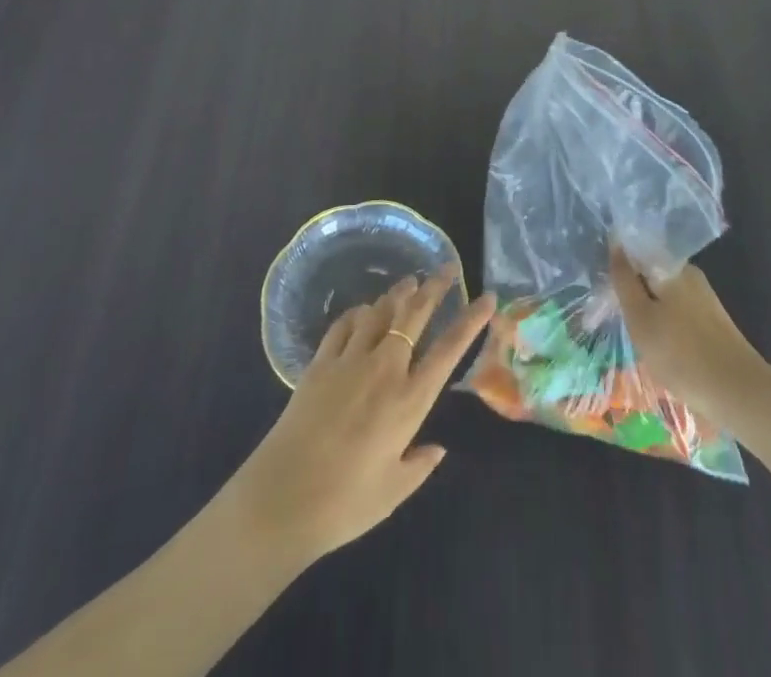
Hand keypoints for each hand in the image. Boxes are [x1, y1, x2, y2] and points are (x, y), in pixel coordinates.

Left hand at [227, 270, 496, 565]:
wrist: (281, 499)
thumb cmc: (344, 504)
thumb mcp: (393, 492)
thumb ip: (420, 465)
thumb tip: (438, 448)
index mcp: (409, 400)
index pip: (449, 349)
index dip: (472, 320)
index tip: (488, 298)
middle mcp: (384, 369)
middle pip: (414, 314)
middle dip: (434, 286)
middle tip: (448, 267)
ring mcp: (349, 360)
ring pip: (380, 311)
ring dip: (398, 293)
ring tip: (409, 282)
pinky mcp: (320, 363)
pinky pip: (344, 324)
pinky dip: (359, 312)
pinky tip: (364, 312)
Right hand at [609, 246, 770, 426]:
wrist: (739, 393)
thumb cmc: (680, 353)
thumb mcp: (640, 316)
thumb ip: (624, 279)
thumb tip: (615, 241)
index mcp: (673, 267)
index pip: (637, 252)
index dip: (619, 269)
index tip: (606, 291)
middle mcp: (690, 276)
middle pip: (651, 275)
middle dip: (634, 293)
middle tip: (620, 320)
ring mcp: (704, 299)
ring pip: (664, 297)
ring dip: (649, 313)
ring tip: (639, 340)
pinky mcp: (712, 323)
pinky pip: (678, 314)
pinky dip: (666, 327)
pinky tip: (661, 350)